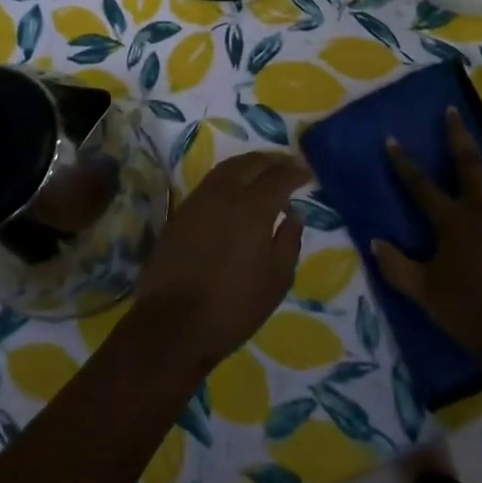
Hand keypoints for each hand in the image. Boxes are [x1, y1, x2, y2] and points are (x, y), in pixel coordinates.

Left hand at [132, 151, 308, 372]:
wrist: (174, 323)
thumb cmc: (233, 307)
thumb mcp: (275, 282)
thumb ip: (289, 242)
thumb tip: (294, 213)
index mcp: (253, 209)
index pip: (278, 177)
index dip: (296, 171)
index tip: (308, 172)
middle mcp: (225, 194)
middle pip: (252, 163)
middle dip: (274, 159)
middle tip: (289, 163)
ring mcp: (200, 199)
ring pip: (228, 167)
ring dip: (250, 162)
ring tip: (264, 168)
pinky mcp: (182, 210)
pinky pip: (211, 180)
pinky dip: (229, 174)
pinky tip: (236, 186)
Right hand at [371, 108, 481, 363]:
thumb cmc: (470, 312)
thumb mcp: (423, 292)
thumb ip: (397, 266)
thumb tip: (374, 242)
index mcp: (452, 221)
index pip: (420, 185)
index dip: (403, 163)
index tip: (392, 140)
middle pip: (469, 164)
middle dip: (458, 135)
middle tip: (453, 111)